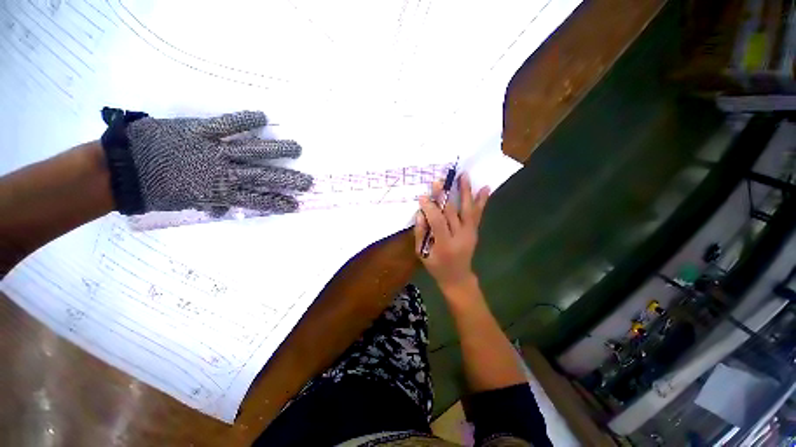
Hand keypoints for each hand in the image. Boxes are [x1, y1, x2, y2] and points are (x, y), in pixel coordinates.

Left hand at [100, 108, 312, 214]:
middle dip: (287, 180)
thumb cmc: (152, 190)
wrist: (119, 170)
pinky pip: (226, 124)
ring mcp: (213, 150)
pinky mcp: (199, 130)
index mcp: (219, 192)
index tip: (294, 206)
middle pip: (262, 176)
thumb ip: (209, 203)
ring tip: (297, 148)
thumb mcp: (185, 203)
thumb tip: (222, 209)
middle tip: (307, 182)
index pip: (256, 200)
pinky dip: (244, 120)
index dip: (277, 203)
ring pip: (252, 151)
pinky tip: (263, 118)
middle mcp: (223, 172)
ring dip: (277, 149)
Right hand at [413, 173, 489, 293]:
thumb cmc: (437, 267)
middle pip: (452, 212)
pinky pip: (477, 214)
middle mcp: (460, 237)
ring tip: (464, 176)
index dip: (430, 208)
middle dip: (445, 195)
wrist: (457, 277)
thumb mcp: (423, 254)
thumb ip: (420, 233)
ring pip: (468, 210)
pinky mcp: (474, 232)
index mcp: (445, 245)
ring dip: (466, 192)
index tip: (423, 196)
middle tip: (439, 181)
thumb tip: (421, 213)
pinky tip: (485, 188)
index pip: (438, 221)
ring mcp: (470, 233)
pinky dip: (481, 201)